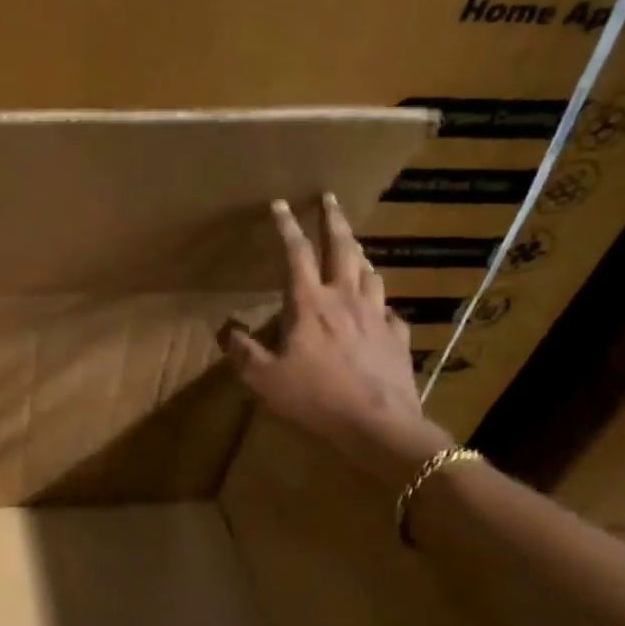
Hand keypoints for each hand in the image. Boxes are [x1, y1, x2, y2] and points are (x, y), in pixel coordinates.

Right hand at [222, 194, 451, 486]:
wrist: (379, 426)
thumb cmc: (315, 398)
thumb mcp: (264, 379)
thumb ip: (243, 351)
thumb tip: (227, 330)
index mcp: (309, 304)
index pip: (295, 254)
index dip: (286, 226)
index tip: (280, 203)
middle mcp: (345, 299)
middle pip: (342, 249)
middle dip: (334, 220)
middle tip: (330, 200)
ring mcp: (376, 315)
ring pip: (370, 272)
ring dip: (358, 253)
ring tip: (353, 245)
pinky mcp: (397, 337)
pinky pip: (389, 309)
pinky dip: (379, 299)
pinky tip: (378, 305)